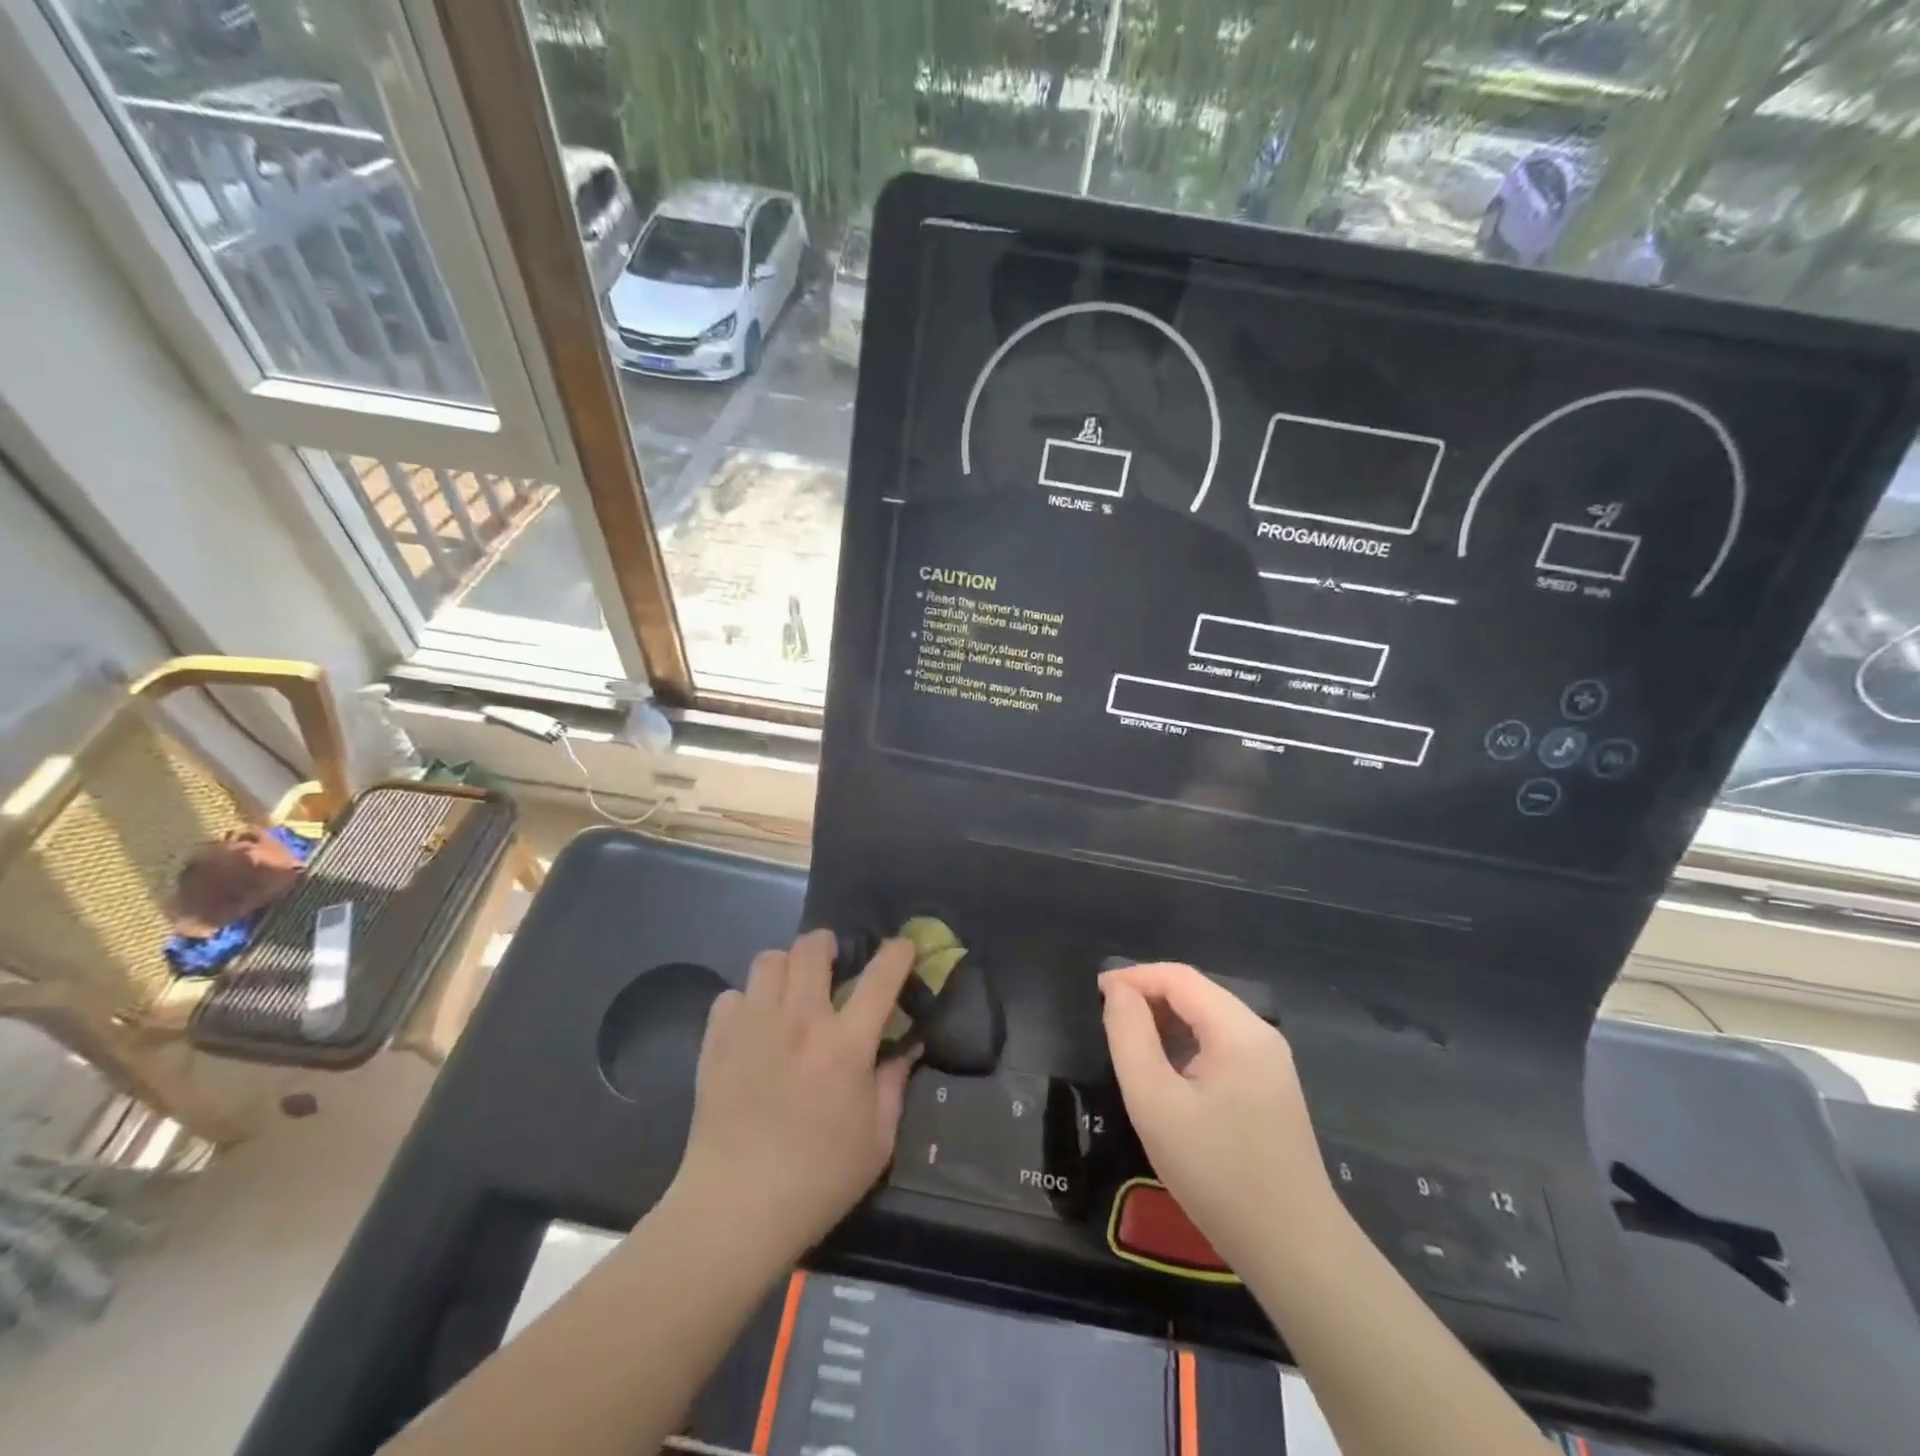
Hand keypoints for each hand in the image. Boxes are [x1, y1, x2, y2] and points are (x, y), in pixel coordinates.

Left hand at [671, 929, 916, 1265]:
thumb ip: (894, 1084)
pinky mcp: (716, 1041)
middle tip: (833, 963)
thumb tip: (907, 1047)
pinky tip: (753, 1027)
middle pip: (811, 948)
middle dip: (827, 944)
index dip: (897, 953)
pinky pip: (731, 995)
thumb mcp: (877, 1140)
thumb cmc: (818, 1180)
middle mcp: (799, 1021)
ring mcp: (753, 1026)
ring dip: (785, 967)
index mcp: (845, 1044)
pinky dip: (746, 1002)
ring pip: (768, 960)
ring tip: (789, 991)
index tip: (902, 947)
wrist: (734, 1209)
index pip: (880, 977)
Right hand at [1100, 962, 1332, 1274]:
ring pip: (1209, 1017)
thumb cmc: (1216, 1174)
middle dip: (1150, 995)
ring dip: (1168, 1018)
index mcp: (1238, 1030)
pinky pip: (1223, 1043)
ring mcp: (1271, 1061)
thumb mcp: (1155, 1103)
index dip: (1134, 976)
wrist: (1293, 1250)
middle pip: (1197, 992)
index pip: (1179, 977)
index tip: (1096, 992)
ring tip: (1131, 1042)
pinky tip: (1169, 1070)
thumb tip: (1117, 991)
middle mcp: (1261, 1034)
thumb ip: (1130, 1037)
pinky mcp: (1272, 1087)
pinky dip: (1188, 1042)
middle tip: (1108, 1018)